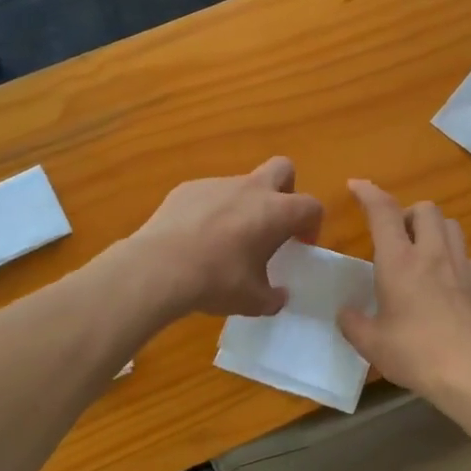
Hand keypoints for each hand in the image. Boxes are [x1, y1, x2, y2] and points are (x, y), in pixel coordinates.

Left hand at [130, 157, 323, 317]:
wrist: (158, 268)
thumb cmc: (217, 281)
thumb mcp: (253, 301)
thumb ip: (272, 297)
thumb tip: (278, 297)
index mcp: (276, 212)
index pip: (311, 206)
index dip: (312, 224)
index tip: (301, 245)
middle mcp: (250, 189)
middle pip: (283, 169)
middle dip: (285, 191)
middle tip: (273, 223)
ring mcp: (216, 184)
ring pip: (242, 184)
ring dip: (244, 206)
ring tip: (226, 241)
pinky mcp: (186, 189)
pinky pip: (209, 195)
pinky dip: (211, 211)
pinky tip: (195, 239)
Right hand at [337, 181, 470, 399]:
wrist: (470, 371)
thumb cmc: (414, 353)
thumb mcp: (371, 343)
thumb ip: (353, 323)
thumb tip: (345, 313)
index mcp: (399, 261)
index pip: (383, 211)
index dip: (368, 193)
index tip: (357, 186)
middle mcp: (432, 254)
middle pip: (425, 209)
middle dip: (407, 213)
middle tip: (395, 237)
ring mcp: (461, 267)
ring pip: (451, 226)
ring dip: (433, 229)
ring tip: (421, 251)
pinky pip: (465, 256)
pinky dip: (451, 257)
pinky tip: (444, 281)